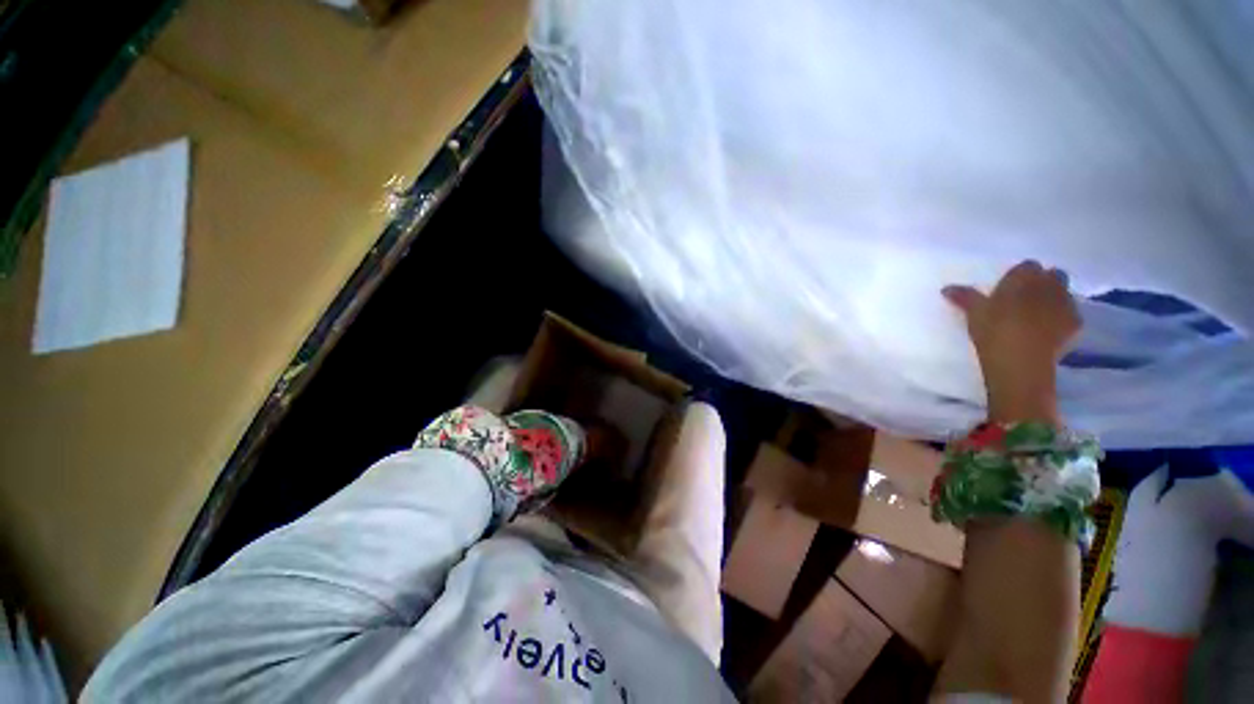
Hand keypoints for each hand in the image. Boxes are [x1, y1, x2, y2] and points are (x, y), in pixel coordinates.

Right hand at [943, 261, 1080, 423]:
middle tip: (1025, 297)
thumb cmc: (994, 330)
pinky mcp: (1075, 323)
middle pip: (1052, 275)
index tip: (1008, 288)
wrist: (1021, 361)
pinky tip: (1049, 329)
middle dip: (1043, 282)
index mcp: (1024, 277)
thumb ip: (964, 297)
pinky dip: (1061, 318)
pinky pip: (1070, 314)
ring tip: (1037, 313)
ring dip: (1054, 298)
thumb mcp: (974, 313)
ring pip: (1064, 293)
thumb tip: (947, 288)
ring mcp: (1066, 303)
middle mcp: (1049, 284)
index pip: (1027, 266)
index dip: (1019, 275)